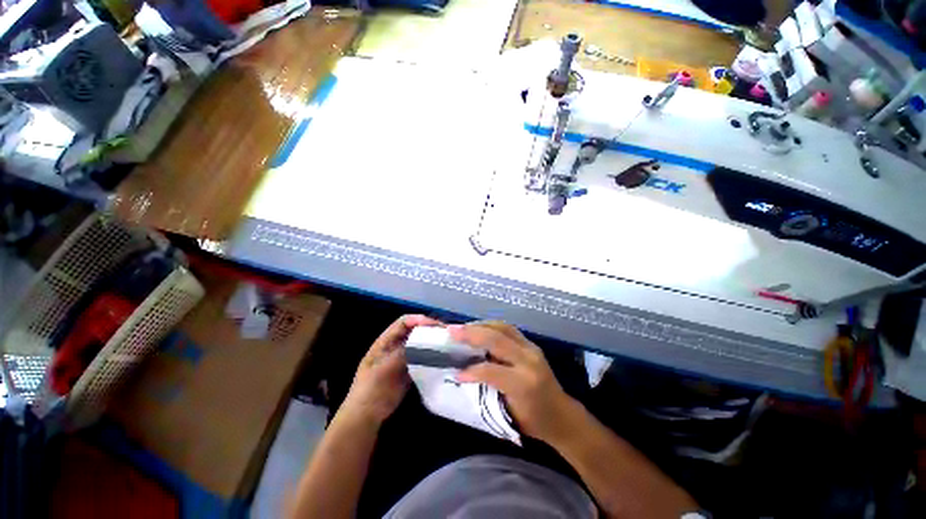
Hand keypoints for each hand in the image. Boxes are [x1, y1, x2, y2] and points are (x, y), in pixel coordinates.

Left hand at [341, 314, 442, 425]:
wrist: (366, 416)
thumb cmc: (371, 390)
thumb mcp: (385, 369)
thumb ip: (403, 353)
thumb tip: (424, 342)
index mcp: (386, 341)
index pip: (404, 322)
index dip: (419, 319)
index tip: (435, 325)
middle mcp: (395, 346)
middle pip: (414, 331)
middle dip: (429, 329)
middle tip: (446, 333)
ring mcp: (403, 358)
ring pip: (420, 344)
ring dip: (432, 342)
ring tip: (448, 344)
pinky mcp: (410, 369)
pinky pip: (422, 358)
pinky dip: (432, 357)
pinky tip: (443, 359)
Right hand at [451, 322, 577, 443]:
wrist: (562, 415)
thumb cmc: (534, 421)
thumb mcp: (508, 414)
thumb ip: (488, 390)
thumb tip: (464, 375)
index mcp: (524, 383)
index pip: (492, 370)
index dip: (471, 370)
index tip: (455, 373)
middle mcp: (528, 360)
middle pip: (497, 339)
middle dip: (472, 334)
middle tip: (452, 331)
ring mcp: (531, 348)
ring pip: (503, 328)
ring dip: (480, 325)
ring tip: (463, 328)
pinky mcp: (531, 344)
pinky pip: (508, 329)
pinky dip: (491, 326)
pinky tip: (480, 328)